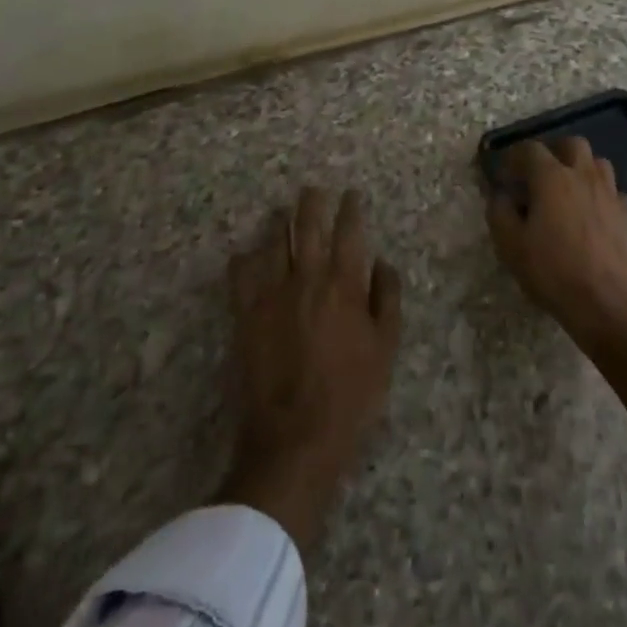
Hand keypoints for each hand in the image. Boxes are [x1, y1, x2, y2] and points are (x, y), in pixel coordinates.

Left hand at [218, 187, 401, 549]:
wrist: (294, 439)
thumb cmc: (350, 396)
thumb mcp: (385, 350)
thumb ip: (386, 300)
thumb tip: (383, 262)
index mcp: (343, 284)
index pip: (348, 232)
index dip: (350, 209)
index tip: (351, 194)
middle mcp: (306, 278)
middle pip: (307, 227)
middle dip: (312, 203)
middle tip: (313, 188)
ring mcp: (272, 294)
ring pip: (273, 242)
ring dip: (279, 222)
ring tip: (282, 210)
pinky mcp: (245, 315)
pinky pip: (240, 275)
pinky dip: (243, 259)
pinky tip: (245, 253)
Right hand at [484, 137, 626, 350]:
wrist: (607, 305)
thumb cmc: (553, 272)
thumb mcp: (510, 245)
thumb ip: (499, 211)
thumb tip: (500, 194)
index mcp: (552, 178)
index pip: (530, 149)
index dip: (514, 156)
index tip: (505, 174)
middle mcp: (583, 175)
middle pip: (571, 144)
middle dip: (554, 152)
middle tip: (540, 175)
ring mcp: (610, 193)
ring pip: (598, 163)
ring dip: (581, 169)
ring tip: (568, 190)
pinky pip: (614, 192)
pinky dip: (602, 196)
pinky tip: (594, 214)